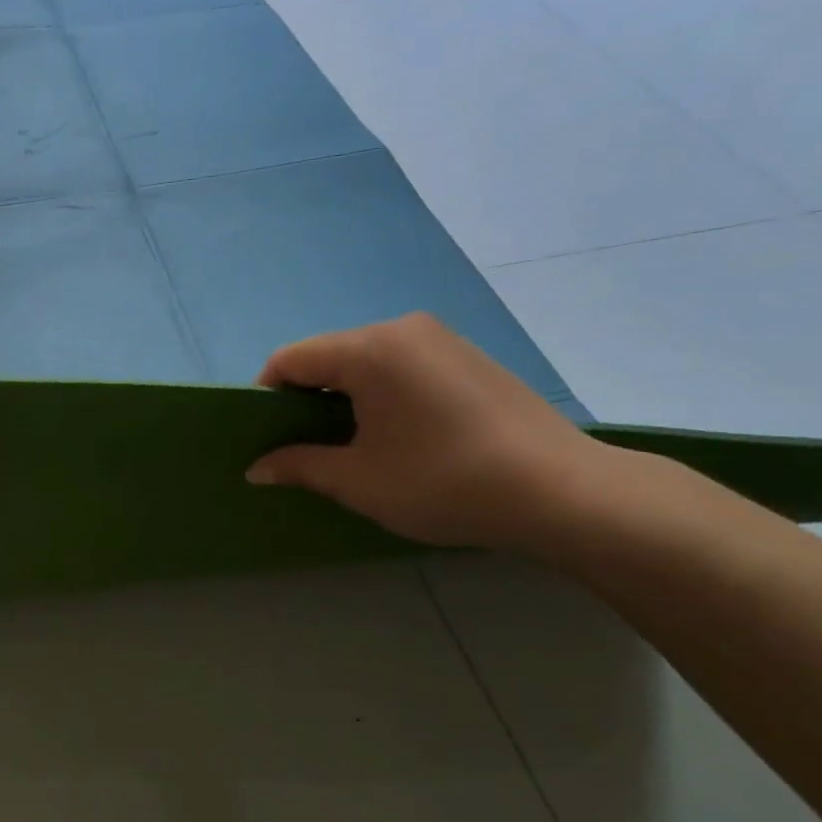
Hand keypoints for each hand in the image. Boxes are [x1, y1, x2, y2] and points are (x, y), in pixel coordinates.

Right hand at [246, 314, 611, 552]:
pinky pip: (402, 364)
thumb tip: (255, 469)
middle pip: (328, 355)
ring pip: (365, 359)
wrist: (565, 492)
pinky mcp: (469, 356)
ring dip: (346, 396)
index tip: (268, 437)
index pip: (290, 359)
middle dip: (307, 397)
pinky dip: (382, 392)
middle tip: (309, 446)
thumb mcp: (358, 481)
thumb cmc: (445, 482)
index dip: (267, 396)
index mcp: (368, 349)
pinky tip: (402, 433)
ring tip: (357, 443)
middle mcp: (402, 329)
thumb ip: (299, 466)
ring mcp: (441, 338)